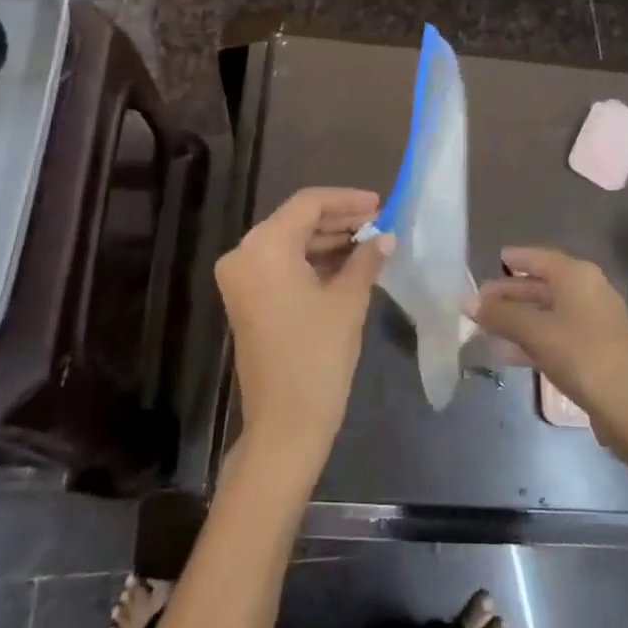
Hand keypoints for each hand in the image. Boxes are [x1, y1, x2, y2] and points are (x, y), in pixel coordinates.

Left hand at [216, 187, 390, 478]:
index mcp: (265, 246)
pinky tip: (347, 265)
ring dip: (327, 241)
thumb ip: (366, 259)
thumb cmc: (318, 356)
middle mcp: (244, 254)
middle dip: (338, 221)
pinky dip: (311, 262)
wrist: (285, 426)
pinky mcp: (246, 300)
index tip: (380, 204)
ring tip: (369, 243)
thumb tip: (386, 237)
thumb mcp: (348, 301)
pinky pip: (281, 266)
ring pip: (289, 243)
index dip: (346, 201)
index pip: (308, 204)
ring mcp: (241, 279)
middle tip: (378, 223)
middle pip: (296, 221)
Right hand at [466, 247, 627, 439]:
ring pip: (549, 312)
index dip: (516, 258)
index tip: (495, 259)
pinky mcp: (597, 349)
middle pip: (543, 285)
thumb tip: (466, 301)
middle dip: (511, 294)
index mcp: (577, 275)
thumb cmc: (580, 354)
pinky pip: (558, 333)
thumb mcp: (534, 331)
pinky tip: (509, 353)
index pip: (539, 258)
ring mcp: (595, 321)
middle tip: (480, 302)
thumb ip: (500, 315)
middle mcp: (589, 290)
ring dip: (519, 319)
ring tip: (486, 328)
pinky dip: (534, 338)